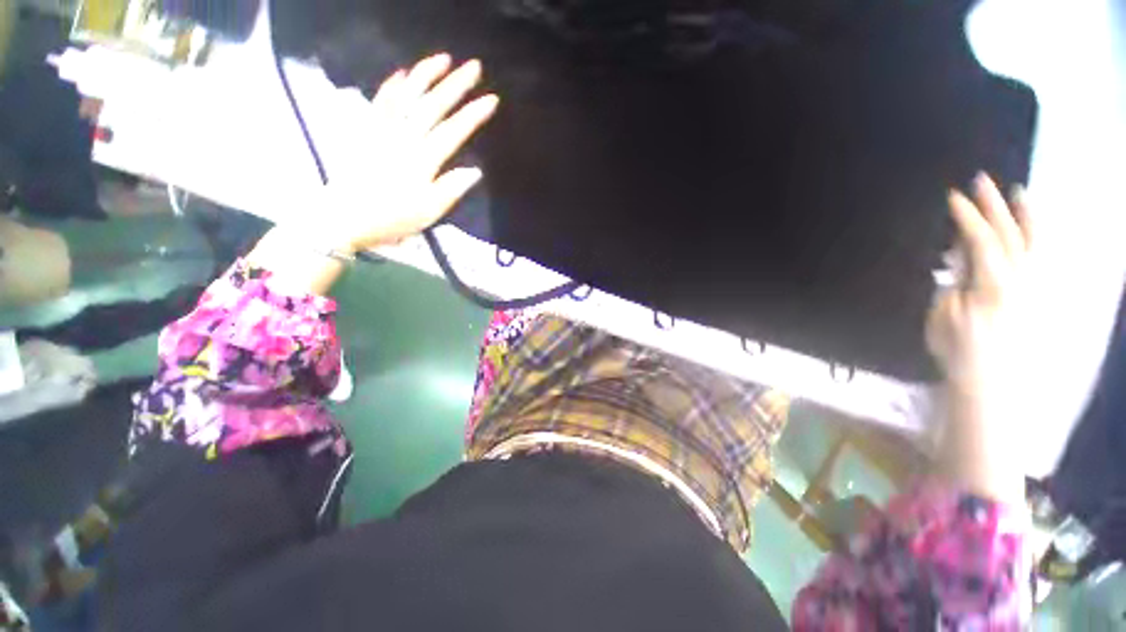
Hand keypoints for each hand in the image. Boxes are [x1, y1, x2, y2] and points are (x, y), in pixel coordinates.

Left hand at [247, 55, 497, 295]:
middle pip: (432, 106)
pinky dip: (392, 86)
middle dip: (455, 85)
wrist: (345, 215)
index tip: (491, 100)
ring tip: (443, 58)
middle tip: (473, 66)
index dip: (473, 115)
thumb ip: (451, 189)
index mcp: (423, 160)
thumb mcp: (428, 212)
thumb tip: (474, 171)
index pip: (453, 131)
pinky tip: (402, 74)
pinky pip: (380, 102)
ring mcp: (383, 130)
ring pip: (407, 96)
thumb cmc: (391, 218)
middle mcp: (404, 138)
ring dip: (426, 75)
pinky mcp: (367, 130)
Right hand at [927, 173, 1033, 389]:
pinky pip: (1039, 257)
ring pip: (1031, 241)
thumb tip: (960, 258)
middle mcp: (1019, 279)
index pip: (981, 240)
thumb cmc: (957, 348)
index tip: (952, 197)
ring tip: (1019, 192)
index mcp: (992, 284)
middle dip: (994, 206)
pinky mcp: (1034, 293)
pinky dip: (1036, 237)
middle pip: (1008, 233)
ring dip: (1024, 215)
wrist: (988, 377)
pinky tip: (1032, 228)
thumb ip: (954, 282)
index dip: (967, 217)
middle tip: (981, 182)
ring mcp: (1031, 285)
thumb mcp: (943, 315)